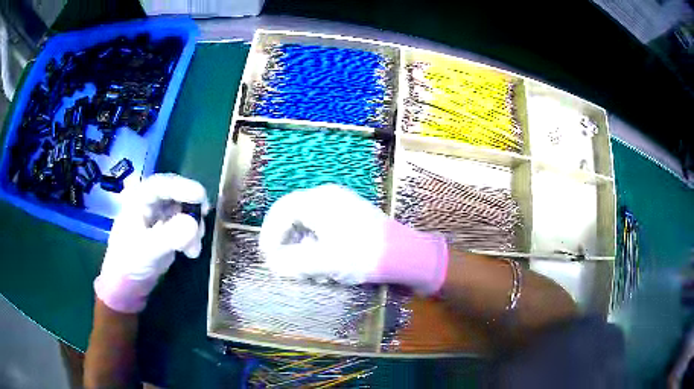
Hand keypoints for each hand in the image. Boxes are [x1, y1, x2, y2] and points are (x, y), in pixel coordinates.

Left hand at [94, 173, 208, 312]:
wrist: (127, 285)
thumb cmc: (129, 263)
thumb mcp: (148, 249)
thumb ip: (170, 236)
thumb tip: (194, 224)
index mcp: (138, 198)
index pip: (162, 184)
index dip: (182, 186)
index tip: (201, 197)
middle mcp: (150, 201)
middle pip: (176, 193)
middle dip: (191, 207)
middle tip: (204, 218)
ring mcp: (159, 215)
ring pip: (184, 209)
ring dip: (193, 225)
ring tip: (193, 248)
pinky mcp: (167, 229)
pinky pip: (185, 224)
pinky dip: (192, 236)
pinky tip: (190, 252)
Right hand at [259, 184, 448, 294]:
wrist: (405, 254)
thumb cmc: (363, 254)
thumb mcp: (323, 261)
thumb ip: (292, 262)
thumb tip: (274, 264)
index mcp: (318, 200)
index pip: (281, 211)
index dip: (270, 234)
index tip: (268, 257)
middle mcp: (327, 197)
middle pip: (293, 216)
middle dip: (286, 242)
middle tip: (283, 264)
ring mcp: (341, 205)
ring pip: (308, 224)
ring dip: (301, 247)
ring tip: (306, 269)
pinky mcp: (351, 217)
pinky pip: (323, 228)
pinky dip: (316, 246)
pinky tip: (323, 264)